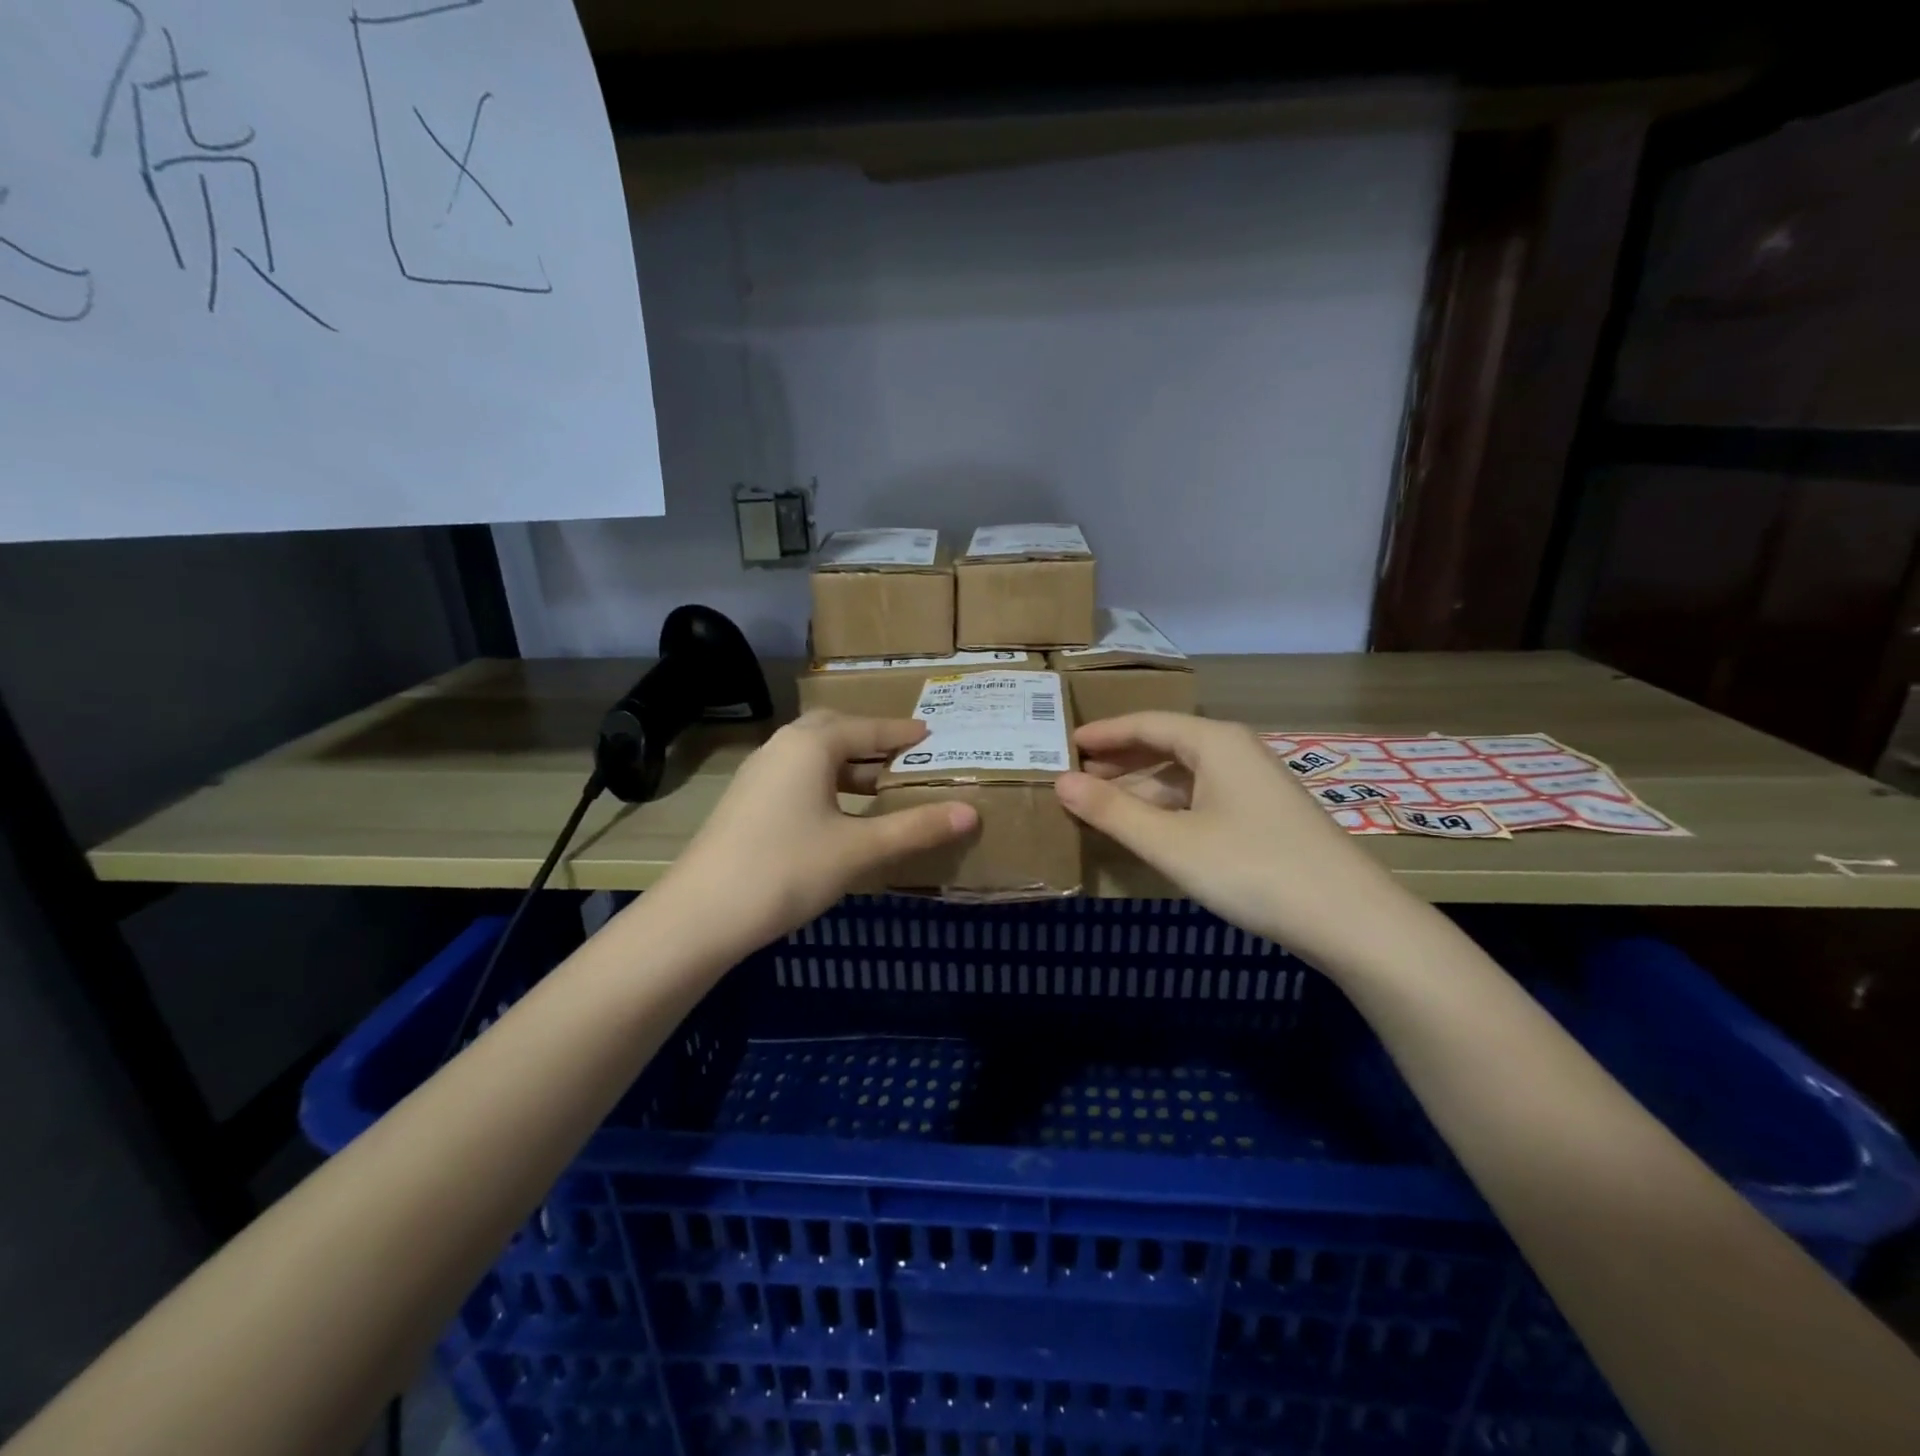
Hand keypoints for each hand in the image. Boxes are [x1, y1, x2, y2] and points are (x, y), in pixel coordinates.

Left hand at [657, 712, 977, 954]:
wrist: (701, 914)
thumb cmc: (787, 869)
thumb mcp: (859, 849)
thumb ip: (915, 828)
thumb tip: (971, 812)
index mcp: (810, 745)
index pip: (867, 728)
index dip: (901, 733)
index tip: (932, 735)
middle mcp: (782, 747)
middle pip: (835, 731)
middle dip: (871, 741)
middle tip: (906, 757)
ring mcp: (759, 774)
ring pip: (813, 755)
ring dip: (848, 764)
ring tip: (882, 786)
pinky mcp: (747, 801)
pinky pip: (797, 776)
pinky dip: (826, 782)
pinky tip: (840, 812)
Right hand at [1054, 712, 1406, 967]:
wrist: (1349, 918)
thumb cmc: (1252, 868)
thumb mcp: (1171, 842)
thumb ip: (1112, 811)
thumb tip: (1061, 782)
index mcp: (1214, 742)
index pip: (1146, 723)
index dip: (1103, 733)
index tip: (1065, 742)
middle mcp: (1234, 752)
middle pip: (1165, 745)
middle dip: (1119, 760)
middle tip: (1074, 774)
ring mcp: (1253, 784)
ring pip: (1184, 775)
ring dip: (1141, 787)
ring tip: (1100, 803)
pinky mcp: (1263, 815)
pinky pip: (1201, 797)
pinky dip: (1168, 807)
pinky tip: (1148, 828)